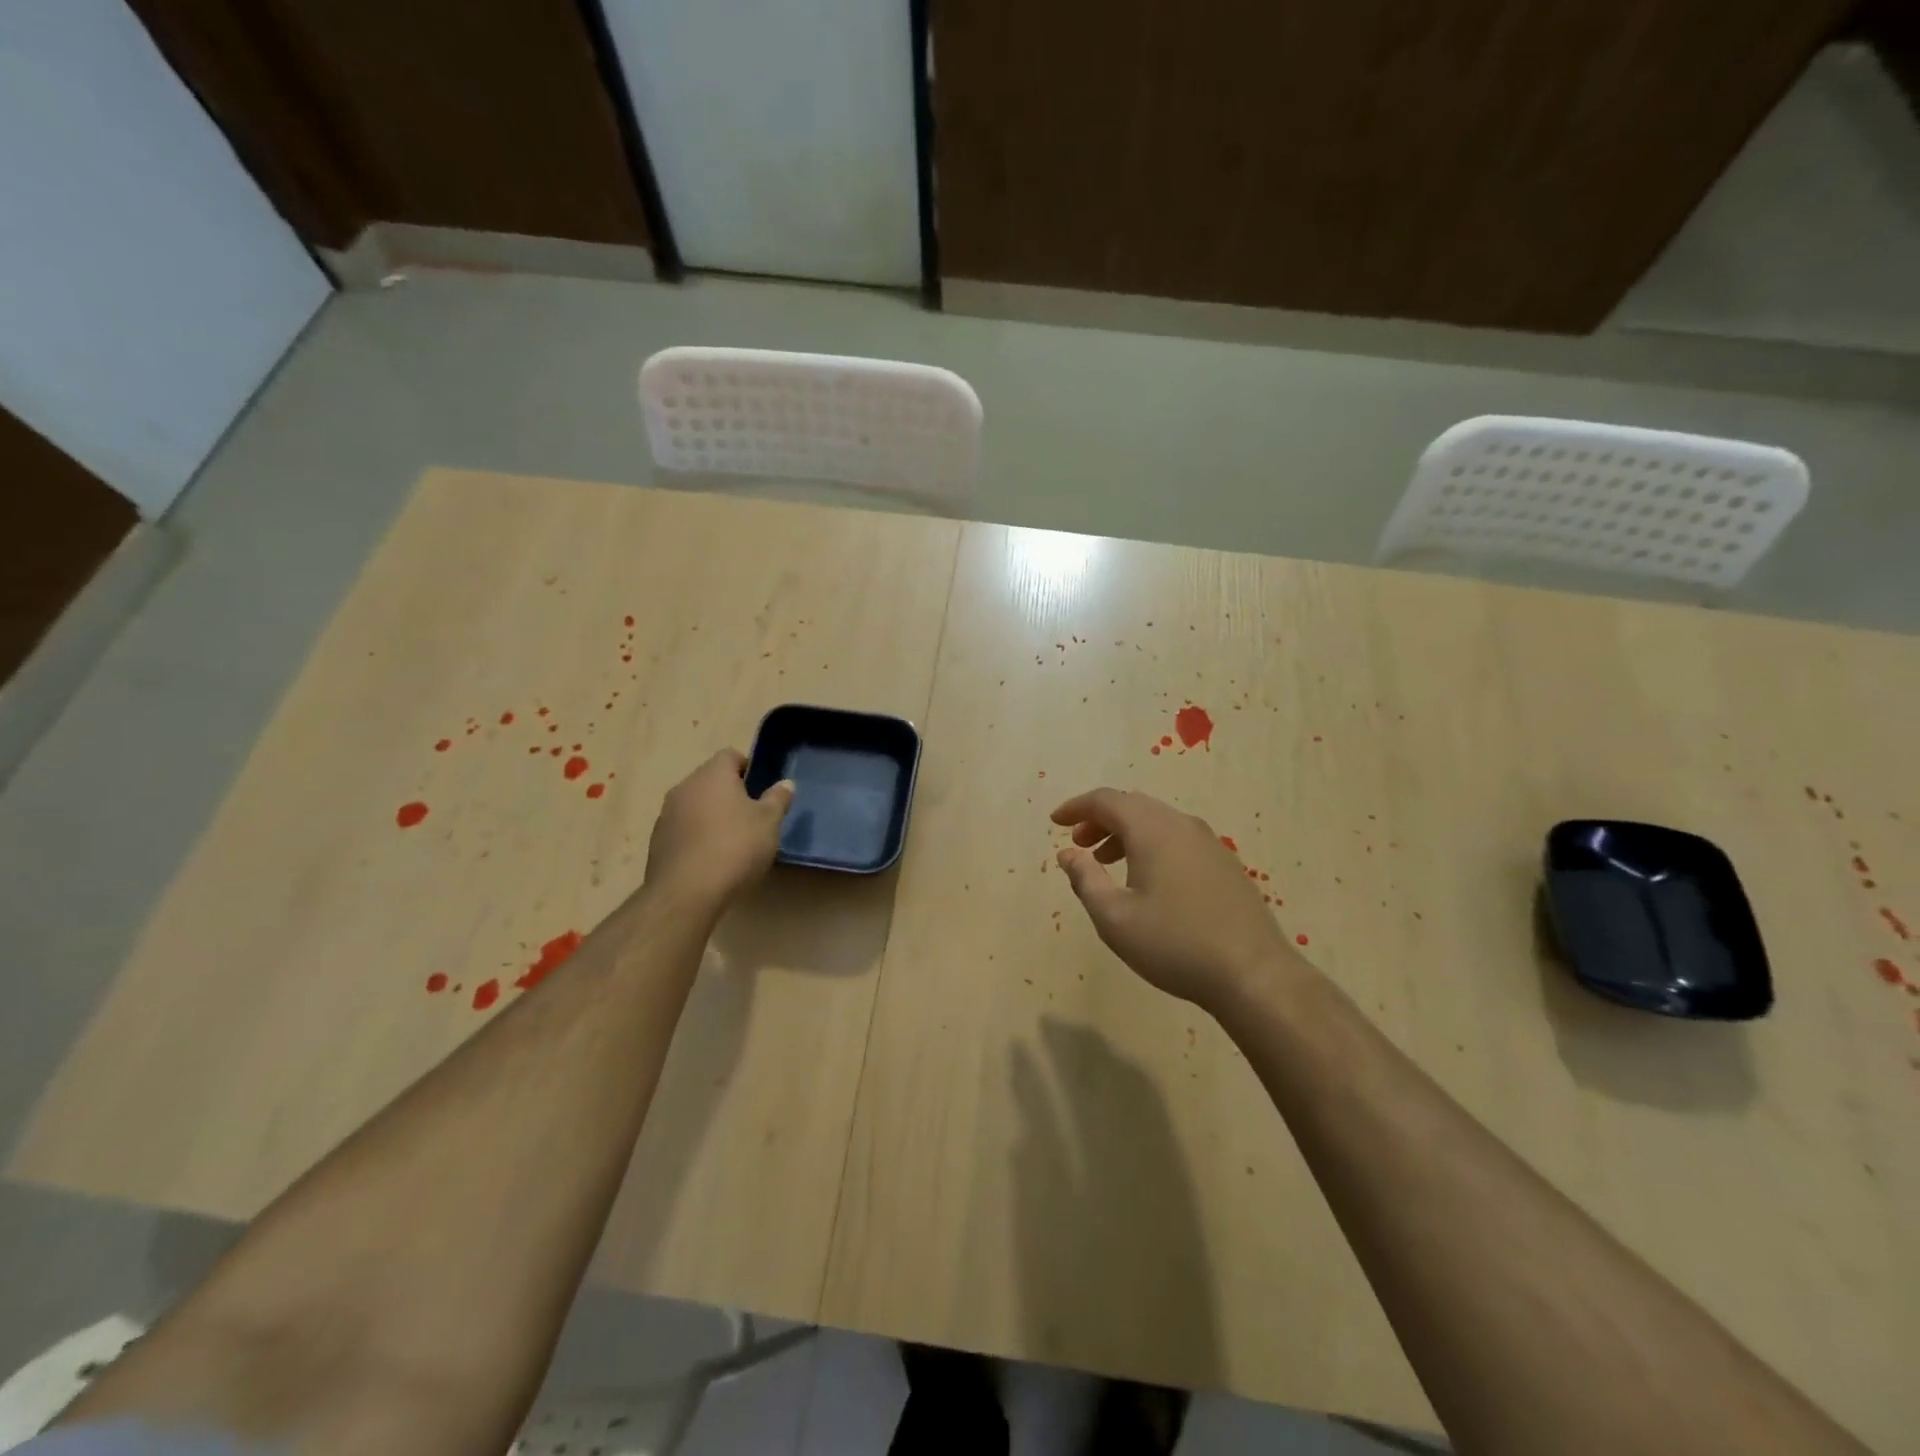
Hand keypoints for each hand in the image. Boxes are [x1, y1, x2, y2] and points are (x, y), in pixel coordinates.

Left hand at [645, 750, 793, 907]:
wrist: (686, 893)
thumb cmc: (735, 847)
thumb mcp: (769, 822)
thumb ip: (778, 799)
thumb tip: (786, 783)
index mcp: (712, 775)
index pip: (730, 755)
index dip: (748, 768)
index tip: (762, 789)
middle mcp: (685, 787)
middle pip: (711, 780)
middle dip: (730, 794)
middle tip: (753, 817)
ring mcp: (666, 815)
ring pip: (695, 805)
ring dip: (712, 816)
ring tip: (733, 841)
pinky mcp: (657, 842)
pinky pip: (684, 830)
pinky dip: (697, 837)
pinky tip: (712, 860)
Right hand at [1051, 788, 1303, 1011]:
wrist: (1253, 974)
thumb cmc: (1174, 944)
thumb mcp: (1114, 917)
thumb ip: (1085, 879)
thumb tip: (1068, 853)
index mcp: (1152, 829)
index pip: (1106, 800)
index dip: (1077, 807)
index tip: (1055, 822)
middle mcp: (1181, 824)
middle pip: (1133, 806)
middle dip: (1100, 820)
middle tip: (1079, 844)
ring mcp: (1208, 842)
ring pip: (1157, 822)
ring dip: (1125, 834)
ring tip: (1105, 863)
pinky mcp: (1224, 863)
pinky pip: (1177, 838)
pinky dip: (1150, 845)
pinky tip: (1146, 879)